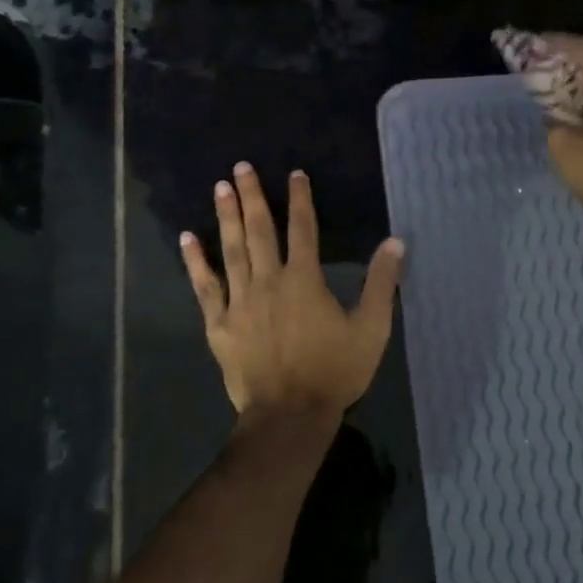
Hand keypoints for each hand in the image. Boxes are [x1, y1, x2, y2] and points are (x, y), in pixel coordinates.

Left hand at [180, 163, 404, 421]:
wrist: (289, 415)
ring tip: (220, 187)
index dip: (300, 199)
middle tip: (241, 167)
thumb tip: (395, 243)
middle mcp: (269, 281)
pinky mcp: (220, 324)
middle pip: (260, 231)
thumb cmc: (334, 372)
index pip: (303, 229)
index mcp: (305, 280)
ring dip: (226, 217)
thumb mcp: (371, 329)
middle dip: (252, 196)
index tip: (294, 174)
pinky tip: (187, 239)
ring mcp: (240, 302)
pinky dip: (196, 262)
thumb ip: (381, 284)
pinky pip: (205, 287)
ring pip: (232, 250)